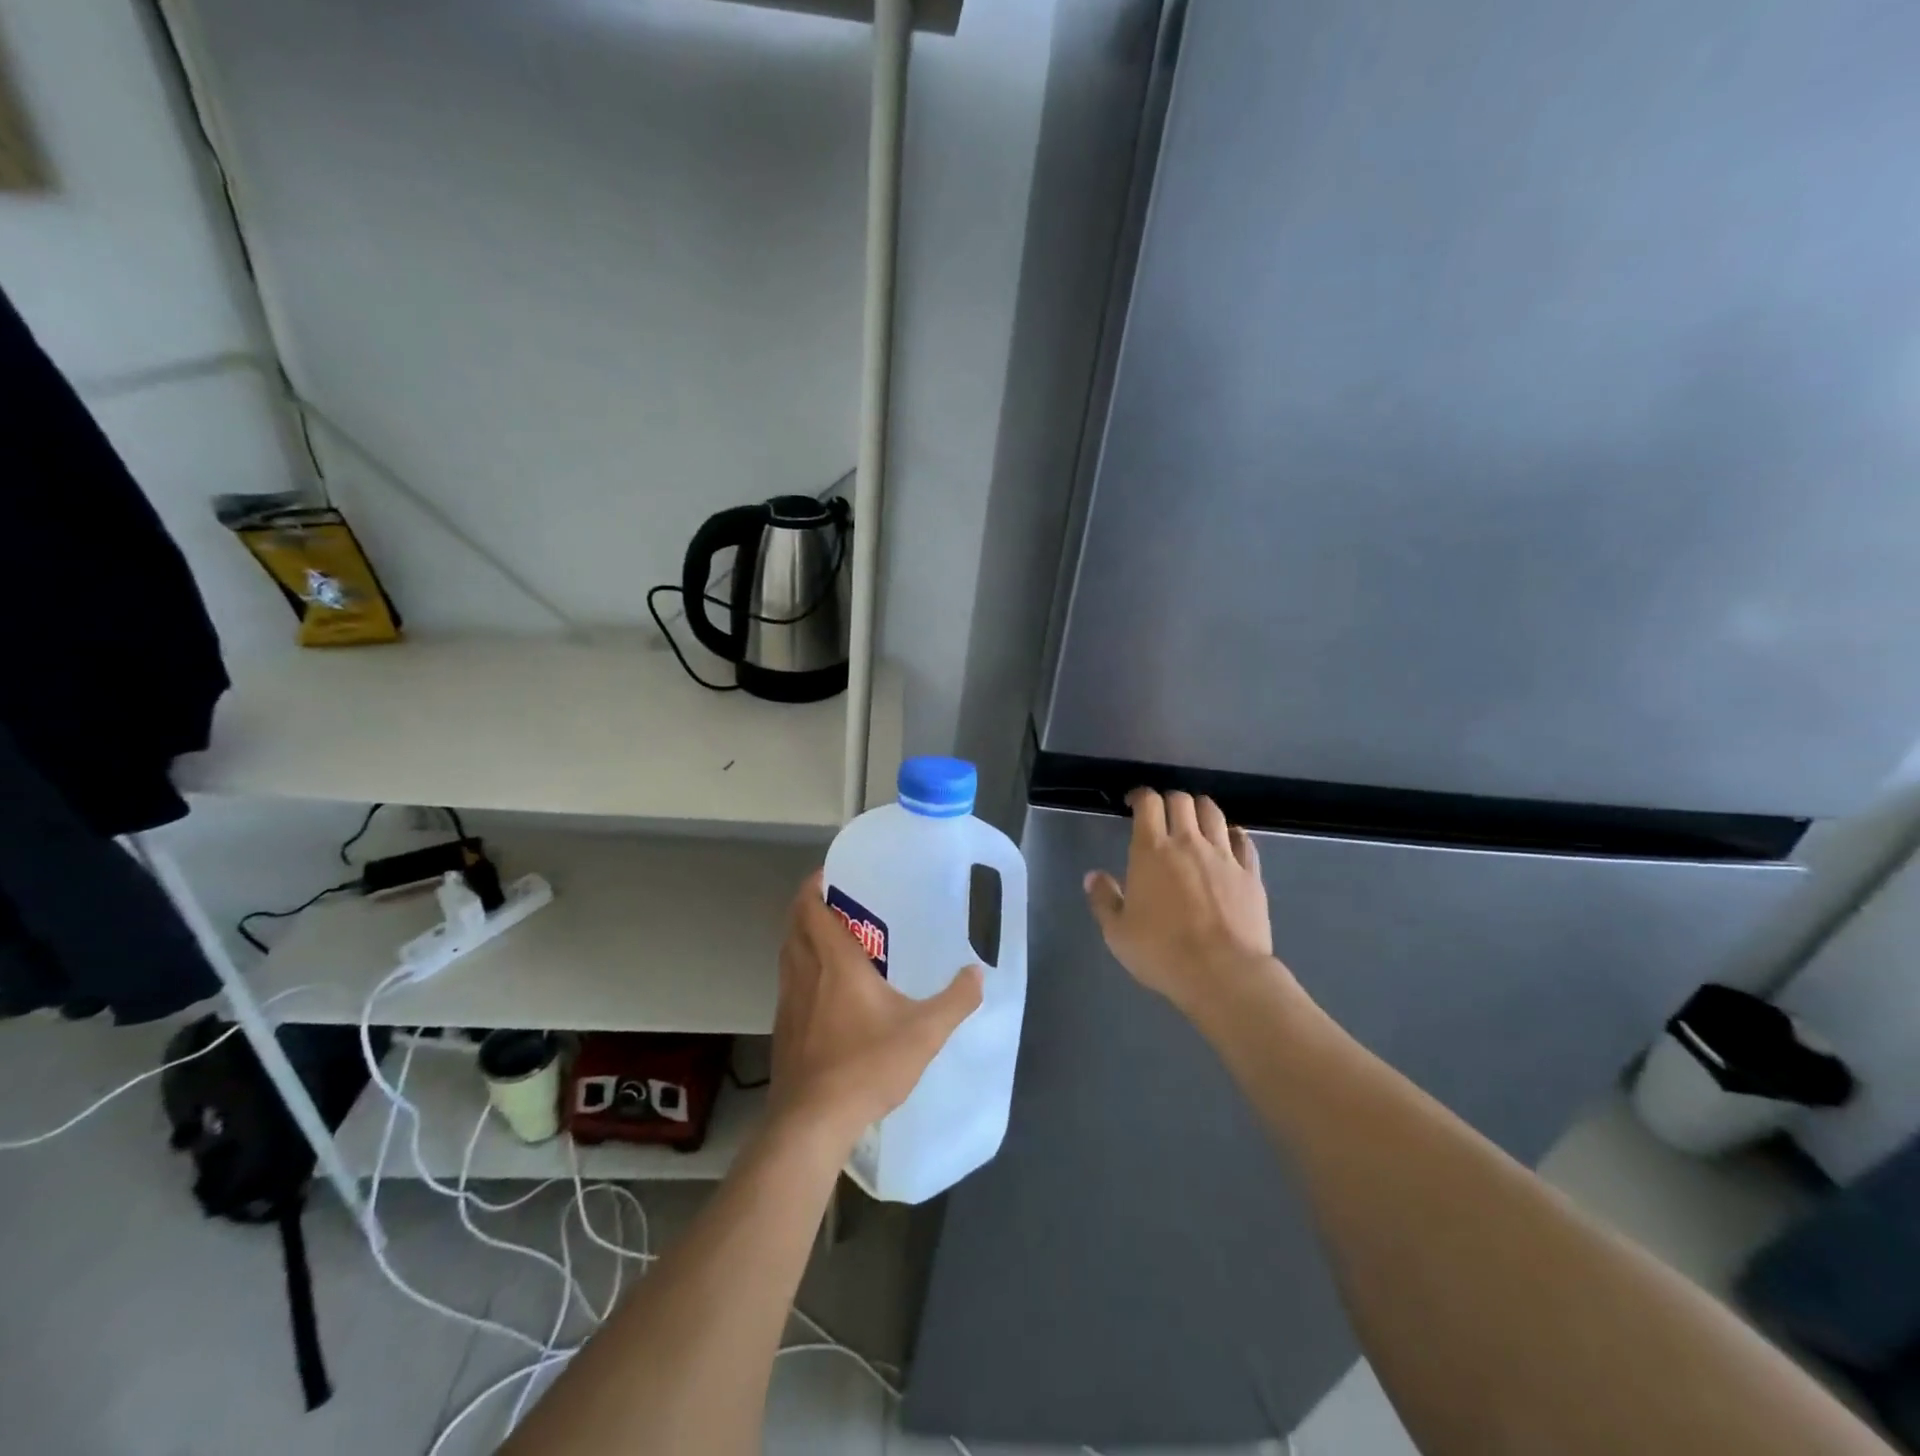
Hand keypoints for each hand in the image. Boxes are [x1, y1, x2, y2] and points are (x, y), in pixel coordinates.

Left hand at [768, 872, 983, 1146]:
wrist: (812, 1121)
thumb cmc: (867, 1065)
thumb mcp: (924, 1033)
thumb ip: (956, 1000)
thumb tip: (978, 973)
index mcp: (834, 961)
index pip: (810, 907)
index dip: (814, 884)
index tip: (831, 873)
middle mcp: (805, 972)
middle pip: (794, 924)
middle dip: (809, 905)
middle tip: (839, 902)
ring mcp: (788, 1001)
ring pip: (788, 953)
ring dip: (803, 936)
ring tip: (833, 938)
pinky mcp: (782, 1028)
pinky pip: (788, 981)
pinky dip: (801, 968)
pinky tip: (824, 990)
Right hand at [1084, 789, 1283, 1012]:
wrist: (1223, 973)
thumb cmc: (1162, 952)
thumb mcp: (1117, 932)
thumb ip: (1103, 899)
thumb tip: (1093, 876)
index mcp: (1152, 850)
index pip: (1148, 803)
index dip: (1140, 796)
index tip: (1133, 803)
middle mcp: (1188, 843)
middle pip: (1182, 801)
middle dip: (1169, 800)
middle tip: (1162, 814)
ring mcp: (1224, 856)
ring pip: (1214, 813)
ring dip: (1201, 809)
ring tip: (1195, 819)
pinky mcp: (1250, 874)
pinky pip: (1244, 841)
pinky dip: (1233, 834)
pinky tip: (1230, 840)